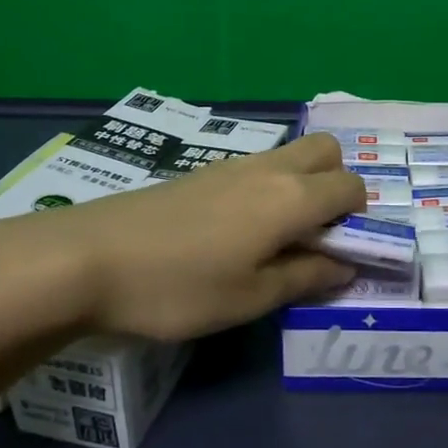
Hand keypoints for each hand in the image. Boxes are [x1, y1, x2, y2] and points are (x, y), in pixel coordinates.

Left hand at [0, 132, 364, 343]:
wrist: (88, 257)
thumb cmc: (178, 287)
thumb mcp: (249, 298)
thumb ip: (306, 277)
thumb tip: (347, 265)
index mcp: (291, 198)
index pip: (351, 187)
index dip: (360, 218)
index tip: (340, 253)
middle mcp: (268, 168)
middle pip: (326, 150)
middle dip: (337, 184)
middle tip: (315, 233)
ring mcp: (231, 165)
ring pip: (289, 154)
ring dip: (301, 184)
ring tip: (275, 237)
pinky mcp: (201, 172)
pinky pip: (256, 166)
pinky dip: (268, 186)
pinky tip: (235, 230)